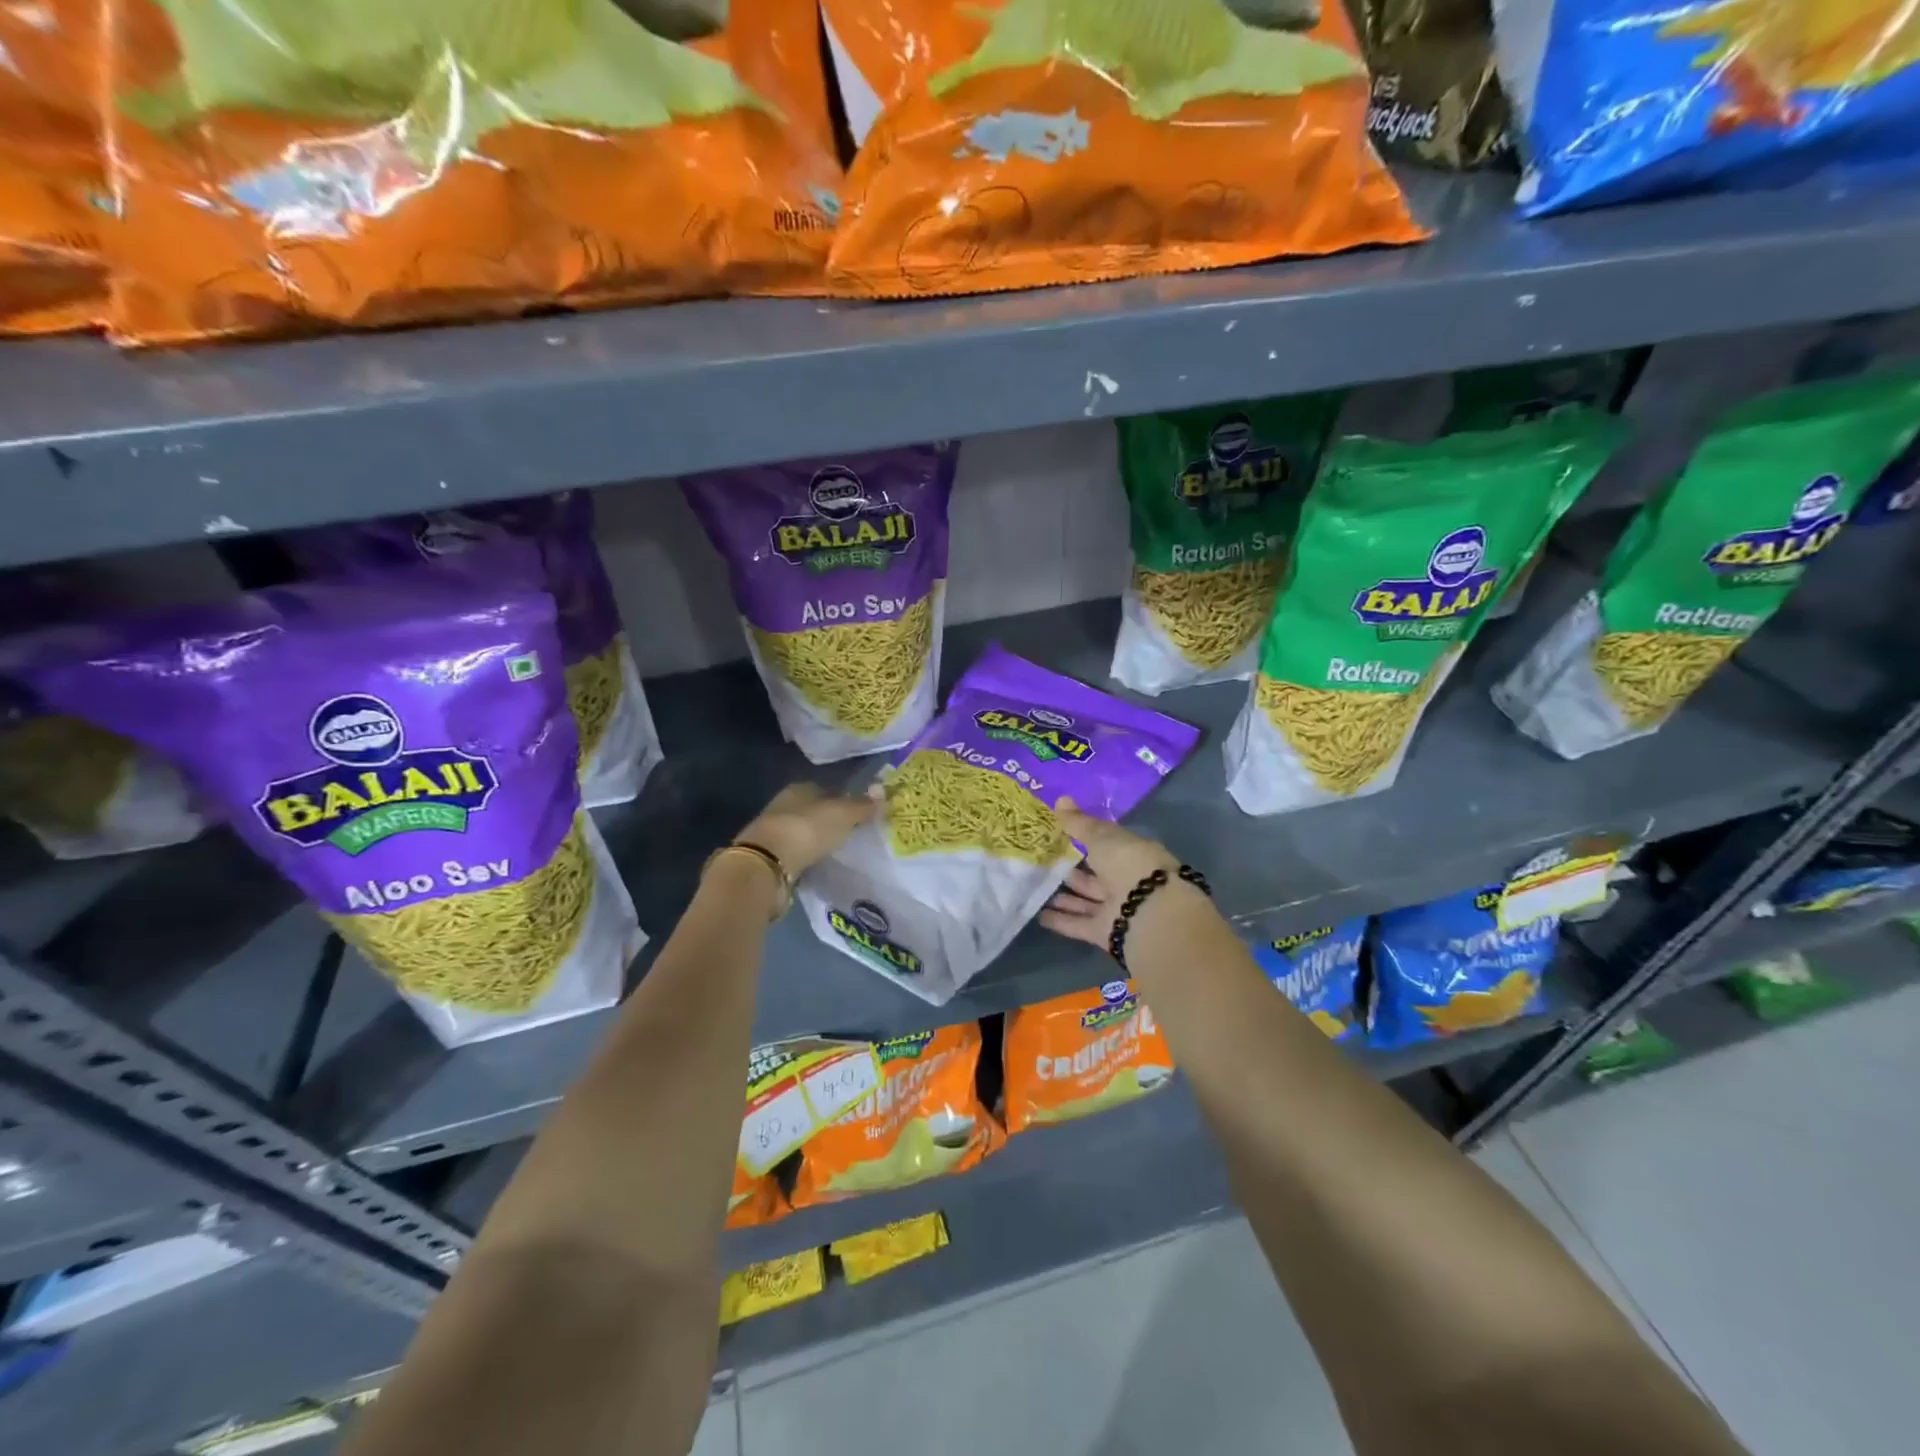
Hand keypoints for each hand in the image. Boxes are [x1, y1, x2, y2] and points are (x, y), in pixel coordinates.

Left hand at [732, 782, 876, 878]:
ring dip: (815, 840)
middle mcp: (783, 805)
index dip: (844, 801)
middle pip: (813, 811)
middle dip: (829, 821)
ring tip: (835, 852)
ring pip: (802, 832)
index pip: (827, 790)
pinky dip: (805, 857)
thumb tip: (883, 790)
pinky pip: (794, 853)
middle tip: (850, 835)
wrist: (766, 864)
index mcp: (800, 788)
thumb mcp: (843, 814)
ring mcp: (773, 831)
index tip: (859, 815)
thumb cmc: (808, 829)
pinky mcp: (768, 856)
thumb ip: (863, 805)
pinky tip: (816, 865)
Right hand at [1038, 797, 1180, 949]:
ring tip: (1035, 886)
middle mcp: (1126, 880)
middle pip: (1095, 874)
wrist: (1147, 911)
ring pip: (1086, 899)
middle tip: (1042, 862)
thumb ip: (1079, 823)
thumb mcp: (1101, 836)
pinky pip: (1078, 924)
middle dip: (1072, 869)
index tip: (1059, 834)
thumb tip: (1060, 799)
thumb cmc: (1128, 863)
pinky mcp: (1105, 932)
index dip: (1085, 839)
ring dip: (1064, 895)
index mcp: (1132, 853)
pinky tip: (1038, 915)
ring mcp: (1116, 907)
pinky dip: (1060, 920)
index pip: (1107, 844)